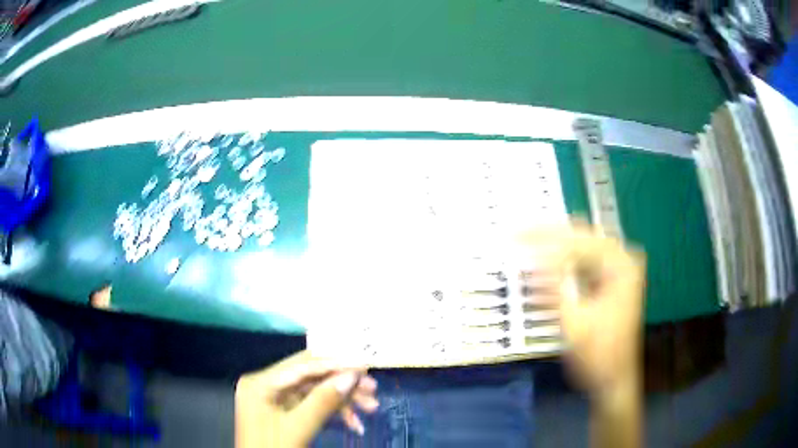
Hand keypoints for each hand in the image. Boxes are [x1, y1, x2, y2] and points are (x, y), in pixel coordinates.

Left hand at [235, 350, 378, 447]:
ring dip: (342, 400)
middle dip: (342, 383)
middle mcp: (266, 384)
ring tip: (370, 408)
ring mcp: (274, 399)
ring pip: (314, 391)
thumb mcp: (298, 428)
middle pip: (310, 377)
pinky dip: (332, 412)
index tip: (365, 366)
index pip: (302, 365)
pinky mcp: (283, 413)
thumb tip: (352, 376)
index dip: (335, 364)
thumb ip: (323, 401)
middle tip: (372, 390)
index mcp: (260, 383)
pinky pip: (311, 405)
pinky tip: (353, 423)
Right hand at [522, 224, 644, 393]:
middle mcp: (622, 260)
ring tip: (525, 242)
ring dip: (554, 245)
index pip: (579, 240)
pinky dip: (561, 261)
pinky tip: (543, 261)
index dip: (545, 236)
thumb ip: (554, 287)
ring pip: (581, 246)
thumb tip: (532, 255)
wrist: (613, 379)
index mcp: (621, 266)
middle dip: (549, 234)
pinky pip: (582, 261)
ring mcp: (617, 269)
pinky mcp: (608, 279)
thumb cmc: (598, 356)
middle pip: (581, 236)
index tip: (516, 235)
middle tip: (517, 233)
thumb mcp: (573, 323)